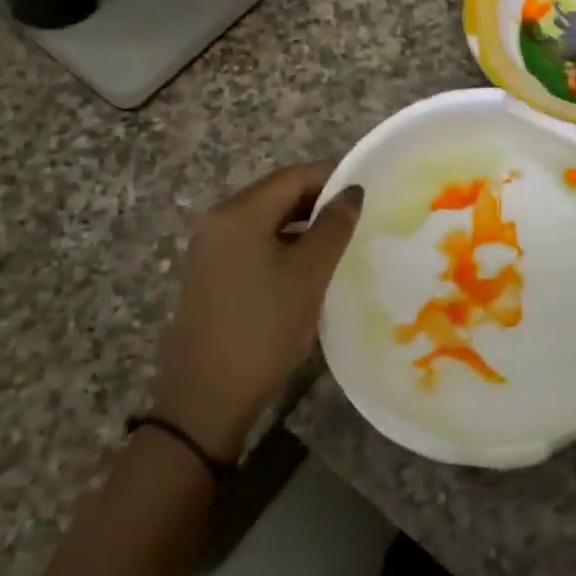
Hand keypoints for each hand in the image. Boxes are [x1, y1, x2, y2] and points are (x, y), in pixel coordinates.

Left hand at [153, 162, 362, 461]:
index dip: (333, 177)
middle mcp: (218, 221)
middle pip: (277, 195)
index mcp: (239, 213)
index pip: (294, 176)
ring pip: (267, 221)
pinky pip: (253, 243)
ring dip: (303, 224)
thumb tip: (352, 191)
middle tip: (360, 215)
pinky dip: (284, 244)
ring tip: (341, 240)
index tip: (369, 189)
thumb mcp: (309, 274)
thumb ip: (334, 226)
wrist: (206, 399)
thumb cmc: (264, 328)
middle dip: (319, 200)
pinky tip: (309, 266)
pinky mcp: (210, 275)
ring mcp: (210, 249)